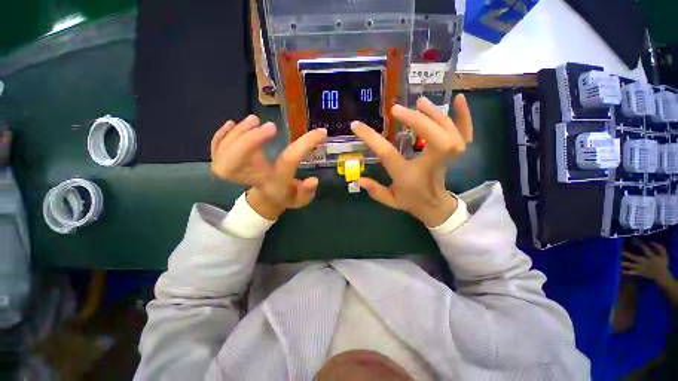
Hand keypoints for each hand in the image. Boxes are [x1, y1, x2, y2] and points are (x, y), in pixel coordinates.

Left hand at [210, 115, 326, 219]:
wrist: (264, 202)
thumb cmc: (285, 197)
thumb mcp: (300, 199)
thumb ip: (307, 191)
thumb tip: (314, 180)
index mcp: (275, 182)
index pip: (288, 161)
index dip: (305, 145)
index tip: (320, 132)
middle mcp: (253, 177)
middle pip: (237, 161)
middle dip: (250, 140)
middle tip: (271, 127)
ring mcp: (236, 172)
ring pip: (224, 153)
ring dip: (238, 133)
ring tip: (254, 120)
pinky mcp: (228, 164)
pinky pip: (216, 150)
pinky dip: (220, 136)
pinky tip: (231, 124)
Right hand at [351, 95, 472, 226]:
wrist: (435, 207)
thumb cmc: (412, 201)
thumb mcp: (390, 200)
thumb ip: (375, 191)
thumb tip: (359, 179)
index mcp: (408, 176)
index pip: (388, 154)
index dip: (371, 138)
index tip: (357, 125)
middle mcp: (430, 165)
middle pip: (435, 139)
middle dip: (417, 121)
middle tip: (397, 110)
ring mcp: (446, 158)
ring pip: (450, 133)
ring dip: (435, 114)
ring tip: (420, 102)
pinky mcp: (456, 153)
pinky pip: (465, 133)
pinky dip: (464, 116)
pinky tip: (457, 98)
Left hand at [622, 241, 672, 285]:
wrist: (662, 276)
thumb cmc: (662, 264)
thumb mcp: (664, 255)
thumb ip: (659, 247)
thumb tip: (651, 242)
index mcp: (651, 257)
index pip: (645, 249)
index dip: (639, 244)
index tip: (633, 239)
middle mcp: (645, 262)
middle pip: (635, 257)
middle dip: (628, 255)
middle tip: (620, 251)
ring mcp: (641, 268)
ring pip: (632, 265)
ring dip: (625, 263)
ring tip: (618, 261)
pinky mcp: (639, 273)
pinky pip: (632, 272)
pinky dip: (626, 272)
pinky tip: (620, 270)